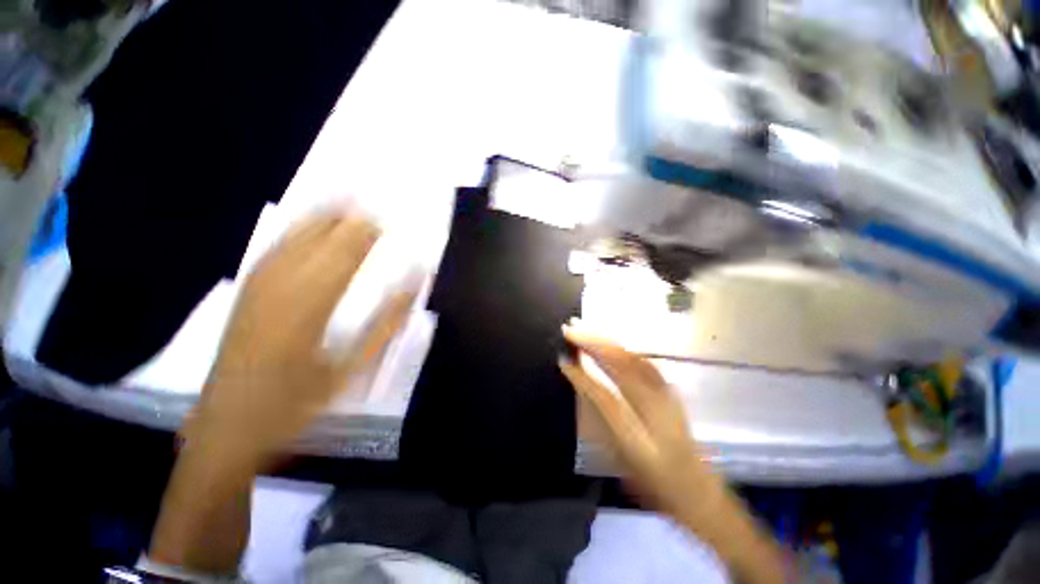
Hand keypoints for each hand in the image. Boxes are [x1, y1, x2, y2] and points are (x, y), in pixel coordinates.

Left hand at [186, 210, 417, 465]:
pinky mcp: (246, 290)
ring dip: (321, 215)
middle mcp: (280, 285)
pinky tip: (307, 222)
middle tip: (371, 202)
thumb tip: (414, 284)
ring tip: (345, 198)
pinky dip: (295, 229)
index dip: (367, 233)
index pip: (345, 254)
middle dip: (346, 217)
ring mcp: (257, 285)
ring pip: (292, 236)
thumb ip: (387, 322)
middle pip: (318, 237)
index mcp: (310, 305)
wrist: (228, 425)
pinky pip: (273, 248)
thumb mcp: (352, 367)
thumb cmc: (299, 401)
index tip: (388, 220)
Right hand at [559, 325, 786, 583]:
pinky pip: (644, 362)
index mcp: (640, 437)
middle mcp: (656, 410)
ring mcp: (668, 397)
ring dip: (608, 342)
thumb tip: (584, 388)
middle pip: (622, 366)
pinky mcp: (671, 391)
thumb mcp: (622, 459)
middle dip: (594, 344)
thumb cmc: (654, 482)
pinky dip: (623, 349)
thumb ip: (602, 422)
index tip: (562, 360)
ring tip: (586, 332)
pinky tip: (612, 345)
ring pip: (634, 358)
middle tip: (571, 331)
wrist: (698, 491)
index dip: (581, 376)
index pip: (604, 396)